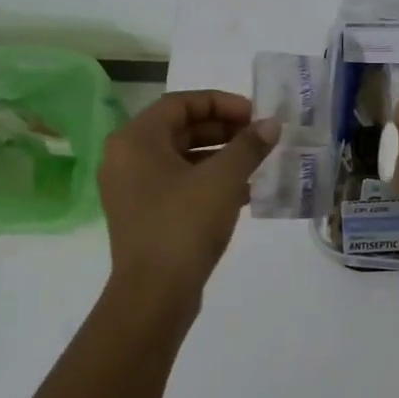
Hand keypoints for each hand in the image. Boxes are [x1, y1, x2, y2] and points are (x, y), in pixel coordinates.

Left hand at [98, 90, 279, 295]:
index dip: (221, 103)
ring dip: (220, 155)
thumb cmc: (184, 225)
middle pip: (180, 128)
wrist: (155, 295)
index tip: (255, 116)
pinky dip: (209, 180)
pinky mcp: (144, 214)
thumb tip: (271, 125)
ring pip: (181, 157)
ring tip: (257, 162)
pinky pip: (179, 183)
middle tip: (259, 137)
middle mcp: (126, 158)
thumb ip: (248, 146)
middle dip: (223, 129)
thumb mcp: (223, 179)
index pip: (181, 103)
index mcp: (136, 140)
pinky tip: (244, 191)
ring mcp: (132, 189)